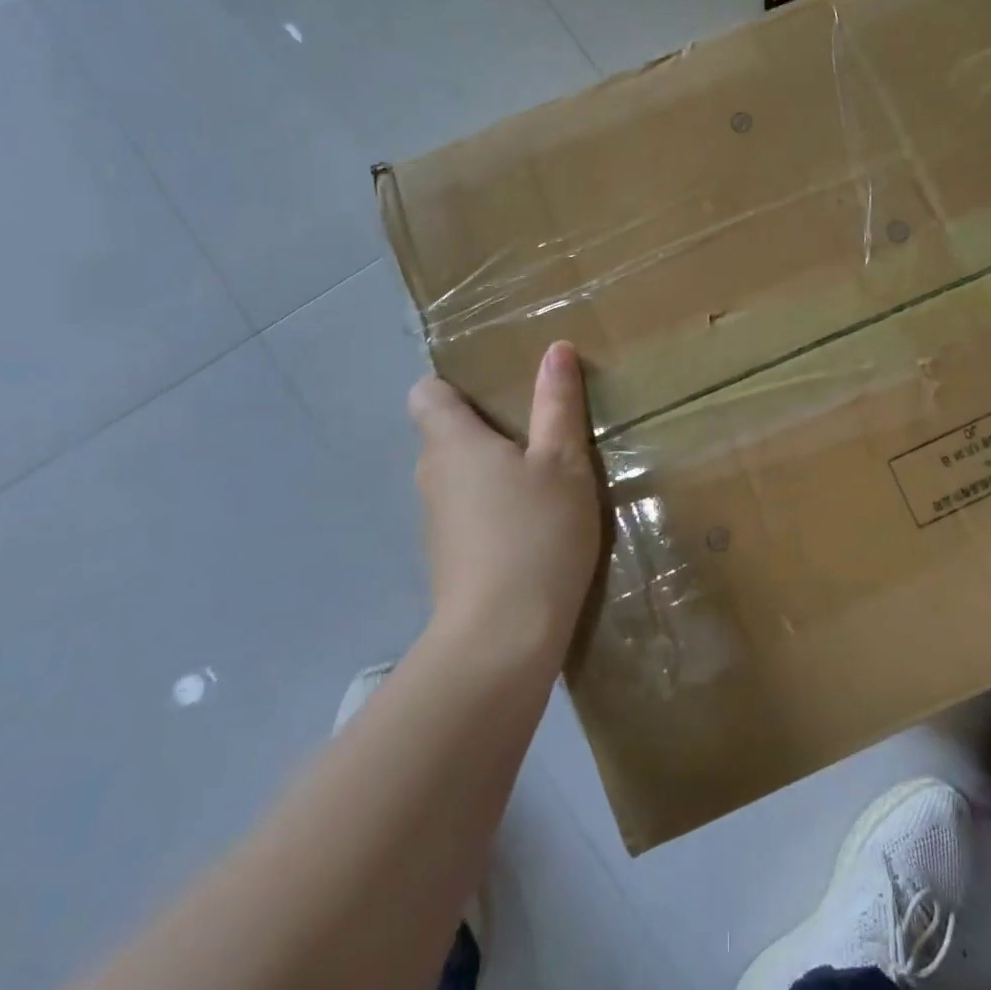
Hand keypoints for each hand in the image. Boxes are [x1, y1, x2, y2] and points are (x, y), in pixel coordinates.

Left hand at [407, 342, 603, 663]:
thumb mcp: (562, 463)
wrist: (502, 640)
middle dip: (488, 429)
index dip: (455, 387)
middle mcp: (432, 476)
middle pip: (447, 436)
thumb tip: (554, 349)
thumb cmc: (536, 534)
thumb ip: (557, 405)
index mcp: (452, 442)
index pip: (427, 394)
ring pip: (461, 478)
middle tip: (541, 431)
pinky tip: (535, 527)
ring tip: (545, 478)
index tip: (500, 393)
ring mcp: (437, 523)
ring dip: (494, 473)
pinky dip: (494, 511)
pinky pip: (469, 514)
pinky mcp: (450, 559)